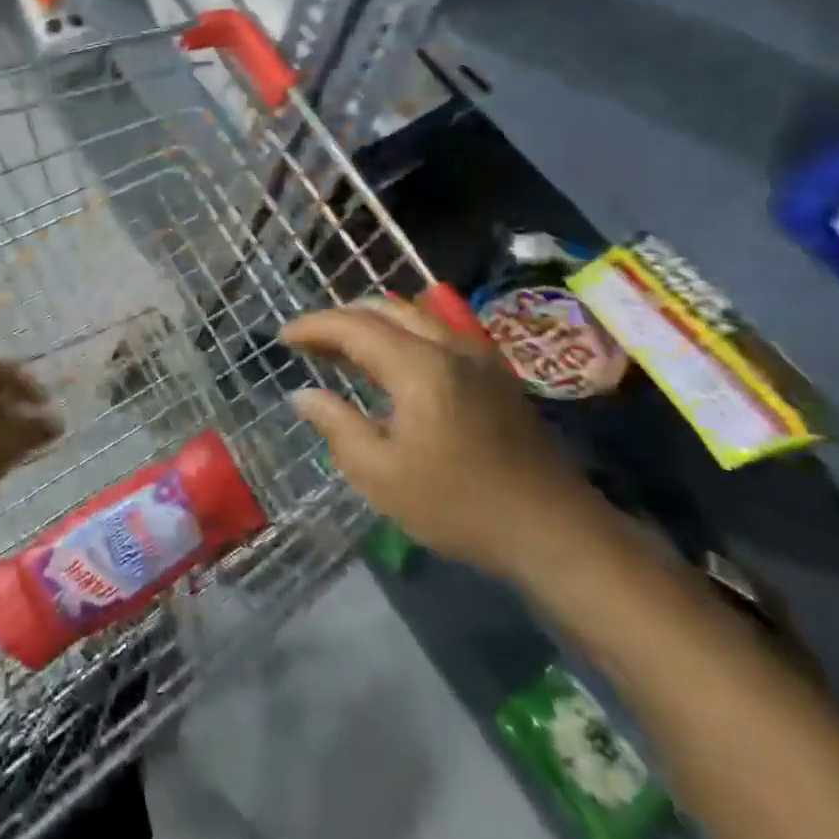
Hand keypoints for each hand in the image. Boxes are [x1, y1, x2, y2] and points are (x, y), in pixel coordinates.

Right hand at [282, 296, 603, 579]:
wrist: (554, 530)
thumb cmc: (458, 504)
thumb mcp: (381, 475)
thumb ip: (337, 425)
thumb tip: (303, 395)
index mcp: (418, 365)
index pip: (353, 325)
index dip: (313, 327)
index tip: (283, 338)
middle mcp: (448, 345)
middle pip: (384, 308)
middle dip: (340, 319)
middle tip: (310, 343)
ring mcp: (476, 354)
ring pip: (413, 315)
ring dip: (372, 322)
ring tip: (343, 348)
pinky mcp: (493, 371)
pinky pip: (435, 331)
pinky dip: (401, 333)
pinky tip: (391, 363)